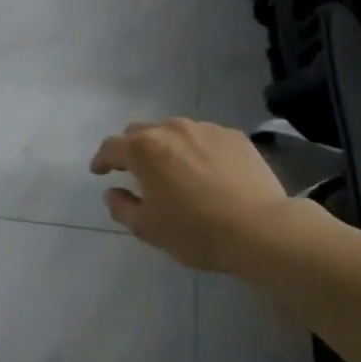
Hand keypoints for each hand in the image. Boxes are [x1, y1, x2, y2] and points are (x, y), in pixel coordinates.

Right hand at [90, 118, 301, 274]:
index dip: (101, 159)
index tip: (99, 171)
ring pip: (174, 131)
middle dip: (131, 148)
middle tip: (134, 170)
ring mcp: (205, 129)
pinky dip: (195, 150)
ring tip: (172, 169)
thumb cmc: (196, 231)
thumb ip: (122, 207)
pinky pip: (204, 138)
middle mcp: (171, 129)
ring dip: (165, 147)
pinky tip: (205, 171)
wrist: (261, 229)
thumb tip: (113, 192)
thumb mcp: (148, 229)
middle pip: (141, 131)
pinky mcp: (234, 136)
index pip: (111, 147)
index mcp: (144, 149)